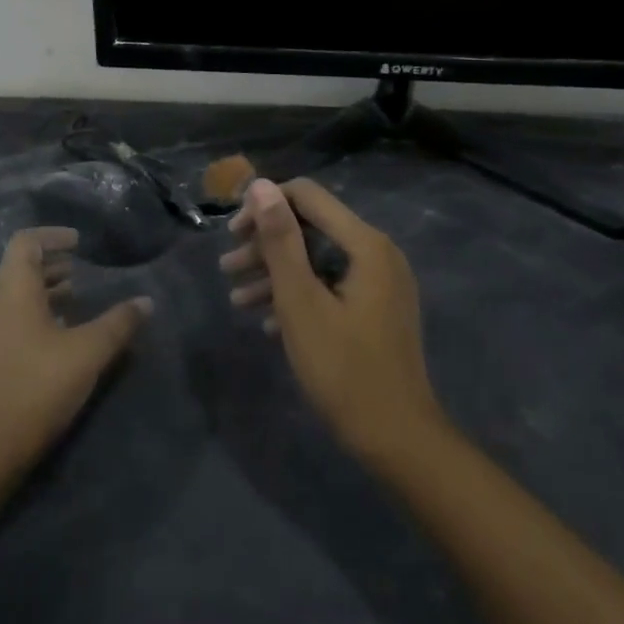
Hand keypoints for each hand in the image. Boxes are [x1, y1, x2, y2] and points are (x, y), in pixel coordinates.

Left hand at [0, 227, 148, 482]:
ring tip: (75, 300)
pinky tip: (58, 336)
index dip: (53, 235)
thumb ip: (119, 323)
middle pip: (18, 267)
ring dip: (43, 291)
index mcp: (11, 288)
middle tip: (81, 271)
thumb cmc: (36, 386)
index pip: (26, 241)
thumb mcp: (88, 352)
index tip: (79, 242)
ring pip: (13, 295)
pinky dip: (33, 314)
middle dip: (50, 264)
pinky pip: (8, 318)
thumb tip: (146, 301)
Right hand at [220, 178, 443, 463]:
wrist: (396, 438)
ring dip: (276, 274)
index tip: (232, 234)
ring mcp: (379, 284)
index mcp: (365, 244)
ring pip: (318, 261)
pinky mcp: (376, 310)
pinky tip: (266, 321)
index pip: (308, 196)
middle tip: (227, 269)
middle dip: (265, 245)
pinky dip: (299, 296)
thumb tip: (261, 185)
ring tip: (235, 297)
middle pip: (311, 228)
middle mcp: (377, 254)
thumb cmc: (343, 368)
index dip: (265, 207)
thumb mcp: (301, 301)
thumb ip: (281, 240)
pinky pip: (331, 287)